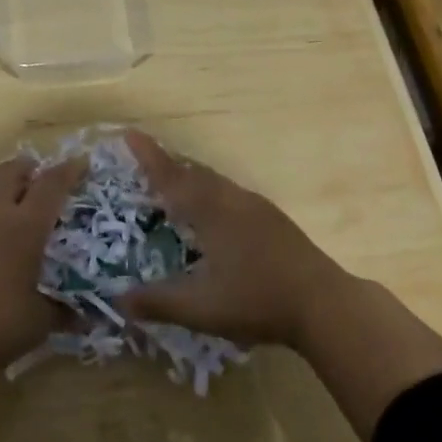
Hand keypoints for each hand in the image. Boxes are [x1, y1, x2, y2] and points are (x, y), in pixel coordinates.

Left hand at [0, 153, 84, 377]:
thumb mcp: (38, 322)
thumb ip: (63, 312)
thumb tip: (85, 316)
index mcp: (25, 225)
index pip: (51, 185)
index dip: (68, 170)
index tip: (82, 163)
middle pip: (11, 171)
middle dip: (30, 169)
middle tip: (45, 181)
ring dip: (5, 186)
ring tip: (19, 205)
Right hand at [115, 131, 350, 349]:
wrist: (323, 303)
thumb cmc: (257, 300)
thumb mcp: (200, 308)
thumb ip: (157, 302)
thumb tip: (118, 299)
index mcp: (210, 211)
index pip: (170, 177)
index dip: (148, 156)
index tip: (129, 133)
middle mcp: (231, 199)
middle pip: (193, 172)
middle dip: (168, 164)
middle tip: (146, 161)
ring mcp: (256, 207)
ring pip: (215, 182)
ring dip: (191, 177)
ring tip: (175, 185)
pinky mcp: (272, 219)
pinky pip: (230, 193)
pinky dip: (211, 192)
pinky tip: (214, 214)